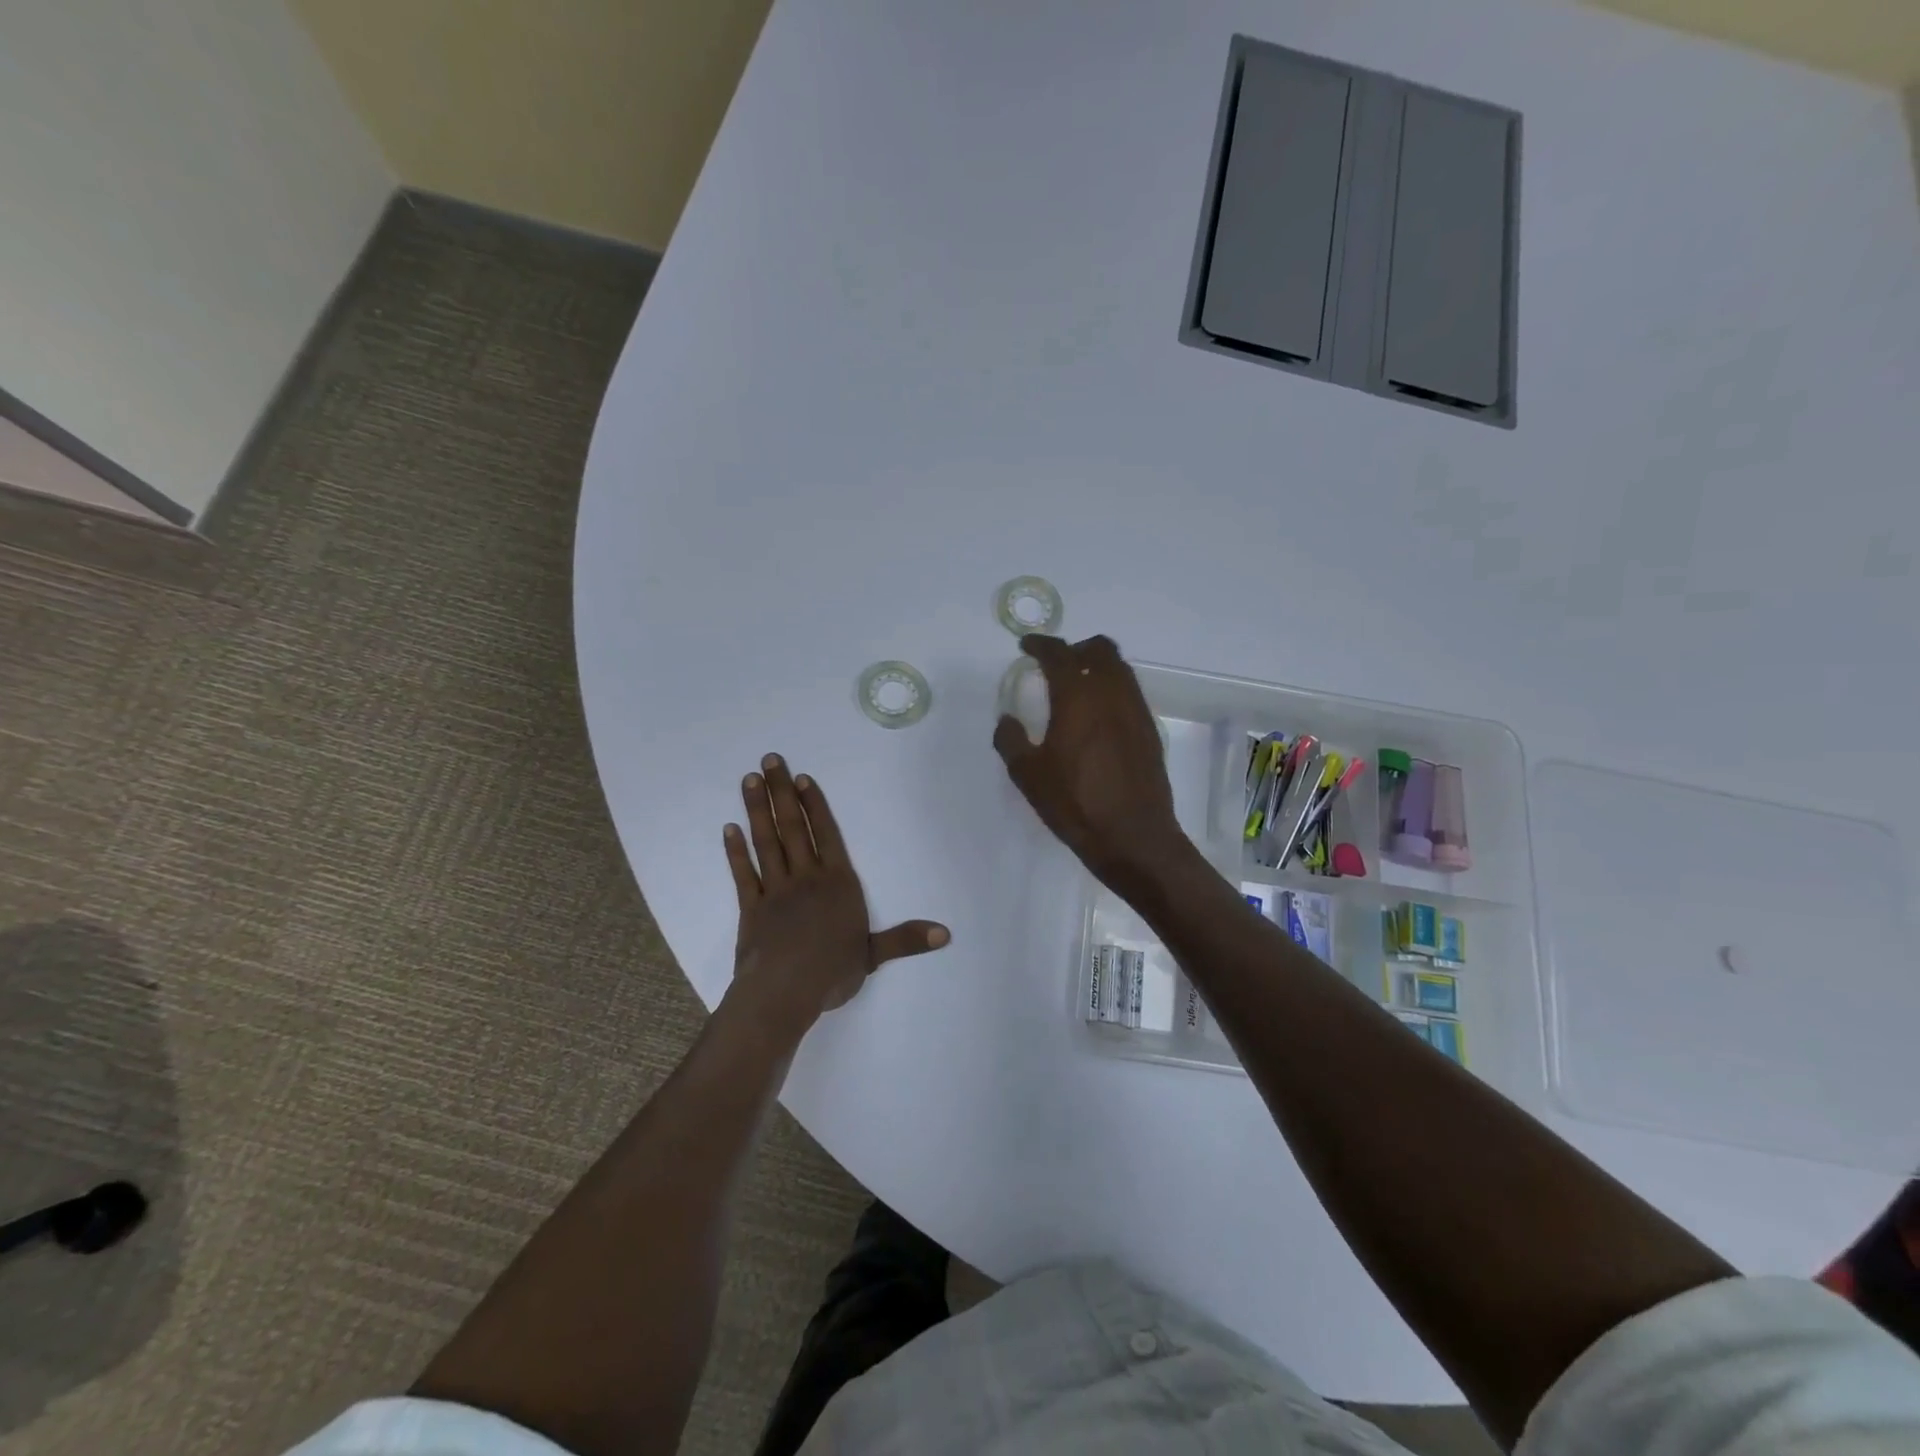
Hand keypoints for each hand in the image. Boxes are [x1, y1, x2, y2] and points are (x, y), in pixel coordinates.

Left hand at [723, 754, 949, 1031]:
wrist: (785, 990)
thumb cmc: (833, 970)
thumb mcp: (874, 954)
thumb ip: (905, 939)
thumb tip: (946, 934)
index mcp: (837, 883)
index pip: (826, 835)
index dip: (814, 805)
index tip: (801, 778)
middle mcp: (806, 878)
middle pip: (793, 827)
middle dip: (782, 793)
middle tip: (770, 760)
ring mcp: (775, 890)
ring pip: (767, 842)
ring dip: (757, 810)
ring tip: (750, 780)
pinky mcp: (751, 907)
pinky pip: (744, 873)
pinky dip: (736, 851)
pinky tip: (729, 829)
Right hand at [993, 634, 1190, 890]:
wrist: (1134, 837)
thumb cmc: (1075, 804)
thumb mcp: (1028, 776)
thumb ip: (1011, 740)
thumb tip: (1008, 720)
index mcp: (1078, 698)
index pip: (1059, 654)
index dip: (1041, 644)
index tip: (1027, 646)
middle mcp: (1112, 694)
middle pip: (1099, 650)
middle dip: (1075, 649)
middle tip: (1056, 664)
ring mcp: (1136, 711)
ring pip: (1120, 668)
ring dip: (1097, 666)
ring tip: (1077, 687)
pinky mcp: (1149, 730)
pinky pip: (1130, 692)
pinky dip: (1112, 689)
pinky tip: (1098, 716)